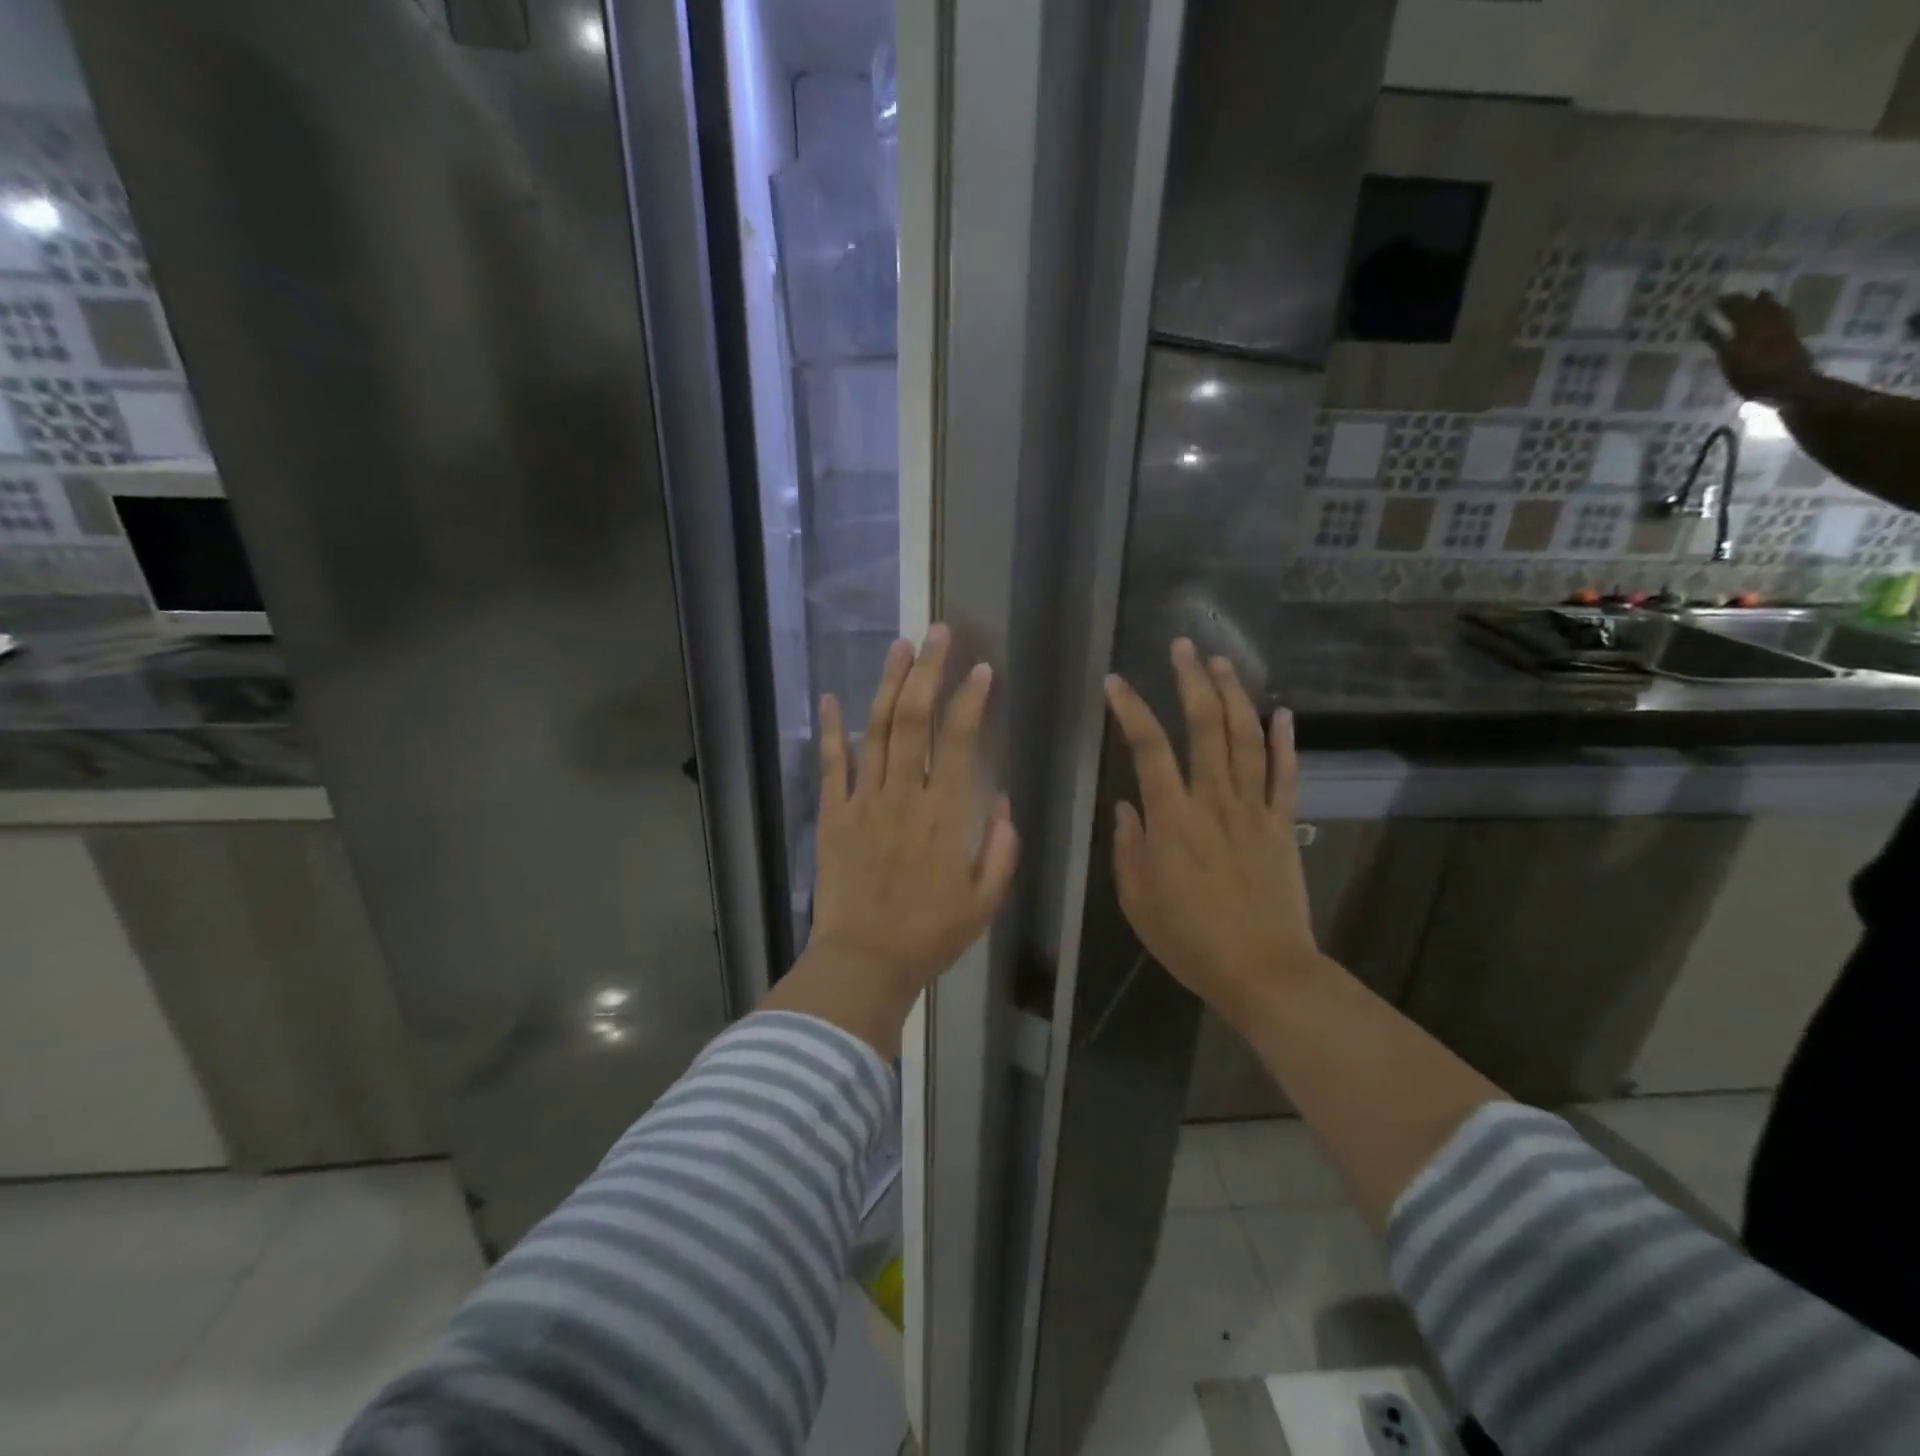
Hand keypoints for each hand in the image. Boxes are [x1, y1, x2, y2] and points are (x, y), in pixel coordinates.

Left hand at [765, 625, 1019, 1056]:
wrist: (864, 962)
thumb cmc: (930, 936)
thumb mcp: (984, 901)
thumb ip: (1000, 849)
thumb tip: (1002, 802)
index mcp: (946, 814)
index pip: (961, 740)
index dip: (972, 700)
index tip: (982, 670)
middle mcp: (905, 795)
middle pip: (915, 719)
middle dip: (929, 671)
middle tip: (938, 632)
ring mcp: (864, 801)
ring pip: (876, 730)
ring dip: (888, 684)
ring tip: (900, 645)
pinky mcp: (833, 815)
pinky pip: (831, 764)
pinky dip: (831, 729)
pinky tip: (831, 696)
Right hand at [1103, 641, 1325, 1031]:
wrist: (1264, 971)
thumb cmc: (1190, 940)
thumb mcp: (1137, 900)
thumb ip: (1128, 848)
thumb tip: (1126, 807)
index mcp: (1172, 819)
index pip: (1148, 749)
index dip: (1131, 710)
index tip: (1114, 682)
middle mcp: (1214, 802)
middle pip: (1206, 728)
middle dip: (1192, 682)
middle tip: (1183, 646)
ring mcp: (1254, 810)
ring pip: (1247, 740)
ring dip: (1235, 696)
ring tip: (1223, 662)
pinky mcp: (1282, 825)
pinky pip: (1286, 775)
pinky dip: (1285, 742)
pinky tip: (1283, 712)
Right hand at [1705, 292, 1816, 404]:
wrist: (1789, 385)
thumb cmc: (1752, 375)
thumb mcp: (1728, 360)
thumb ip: (1717, 340)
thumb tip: (1705, 323)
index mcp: (1751, 325)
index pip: (1736, 309)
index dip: (1725, 303)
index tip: (1714, 299)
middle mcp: (1768, 321)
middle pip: (1755, 305)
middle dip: (1743, 300)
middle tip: (1732, 296)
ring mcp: (1783, 327)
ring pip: (1772, 308)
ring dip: (1764, 302)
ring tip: (1759, 295)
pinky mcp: (1791, 336)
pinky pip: (1783, 316)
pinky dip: (1777, 311)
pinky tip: (1777, 311)